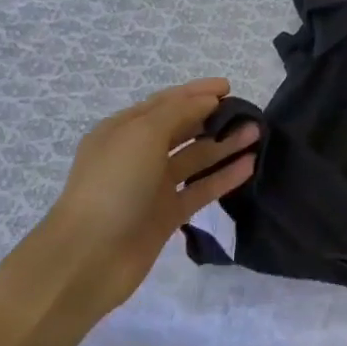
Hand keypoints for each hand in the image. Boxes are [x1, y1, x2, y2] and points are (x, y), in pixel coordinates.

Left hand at [41, 79, 258, 312]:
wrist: (89, 257)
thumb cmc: (113, 186)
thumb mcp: (142, 135)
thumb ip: (178, 112)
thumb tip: (208, 100)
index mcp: (123, 130)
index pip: (166, 103)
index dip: (197, 93)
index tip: (230, 87)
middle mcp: (138, 155)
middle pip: (182, 129)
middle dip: (214, 118)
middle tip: (249, 112)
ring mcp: (153, 186)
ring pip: (195, 159)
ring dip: (224, 145)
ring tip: (257, 134)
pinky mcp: (167, 214)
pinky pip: (201, 189)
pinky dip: (224, 176)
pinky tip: (250, 166)